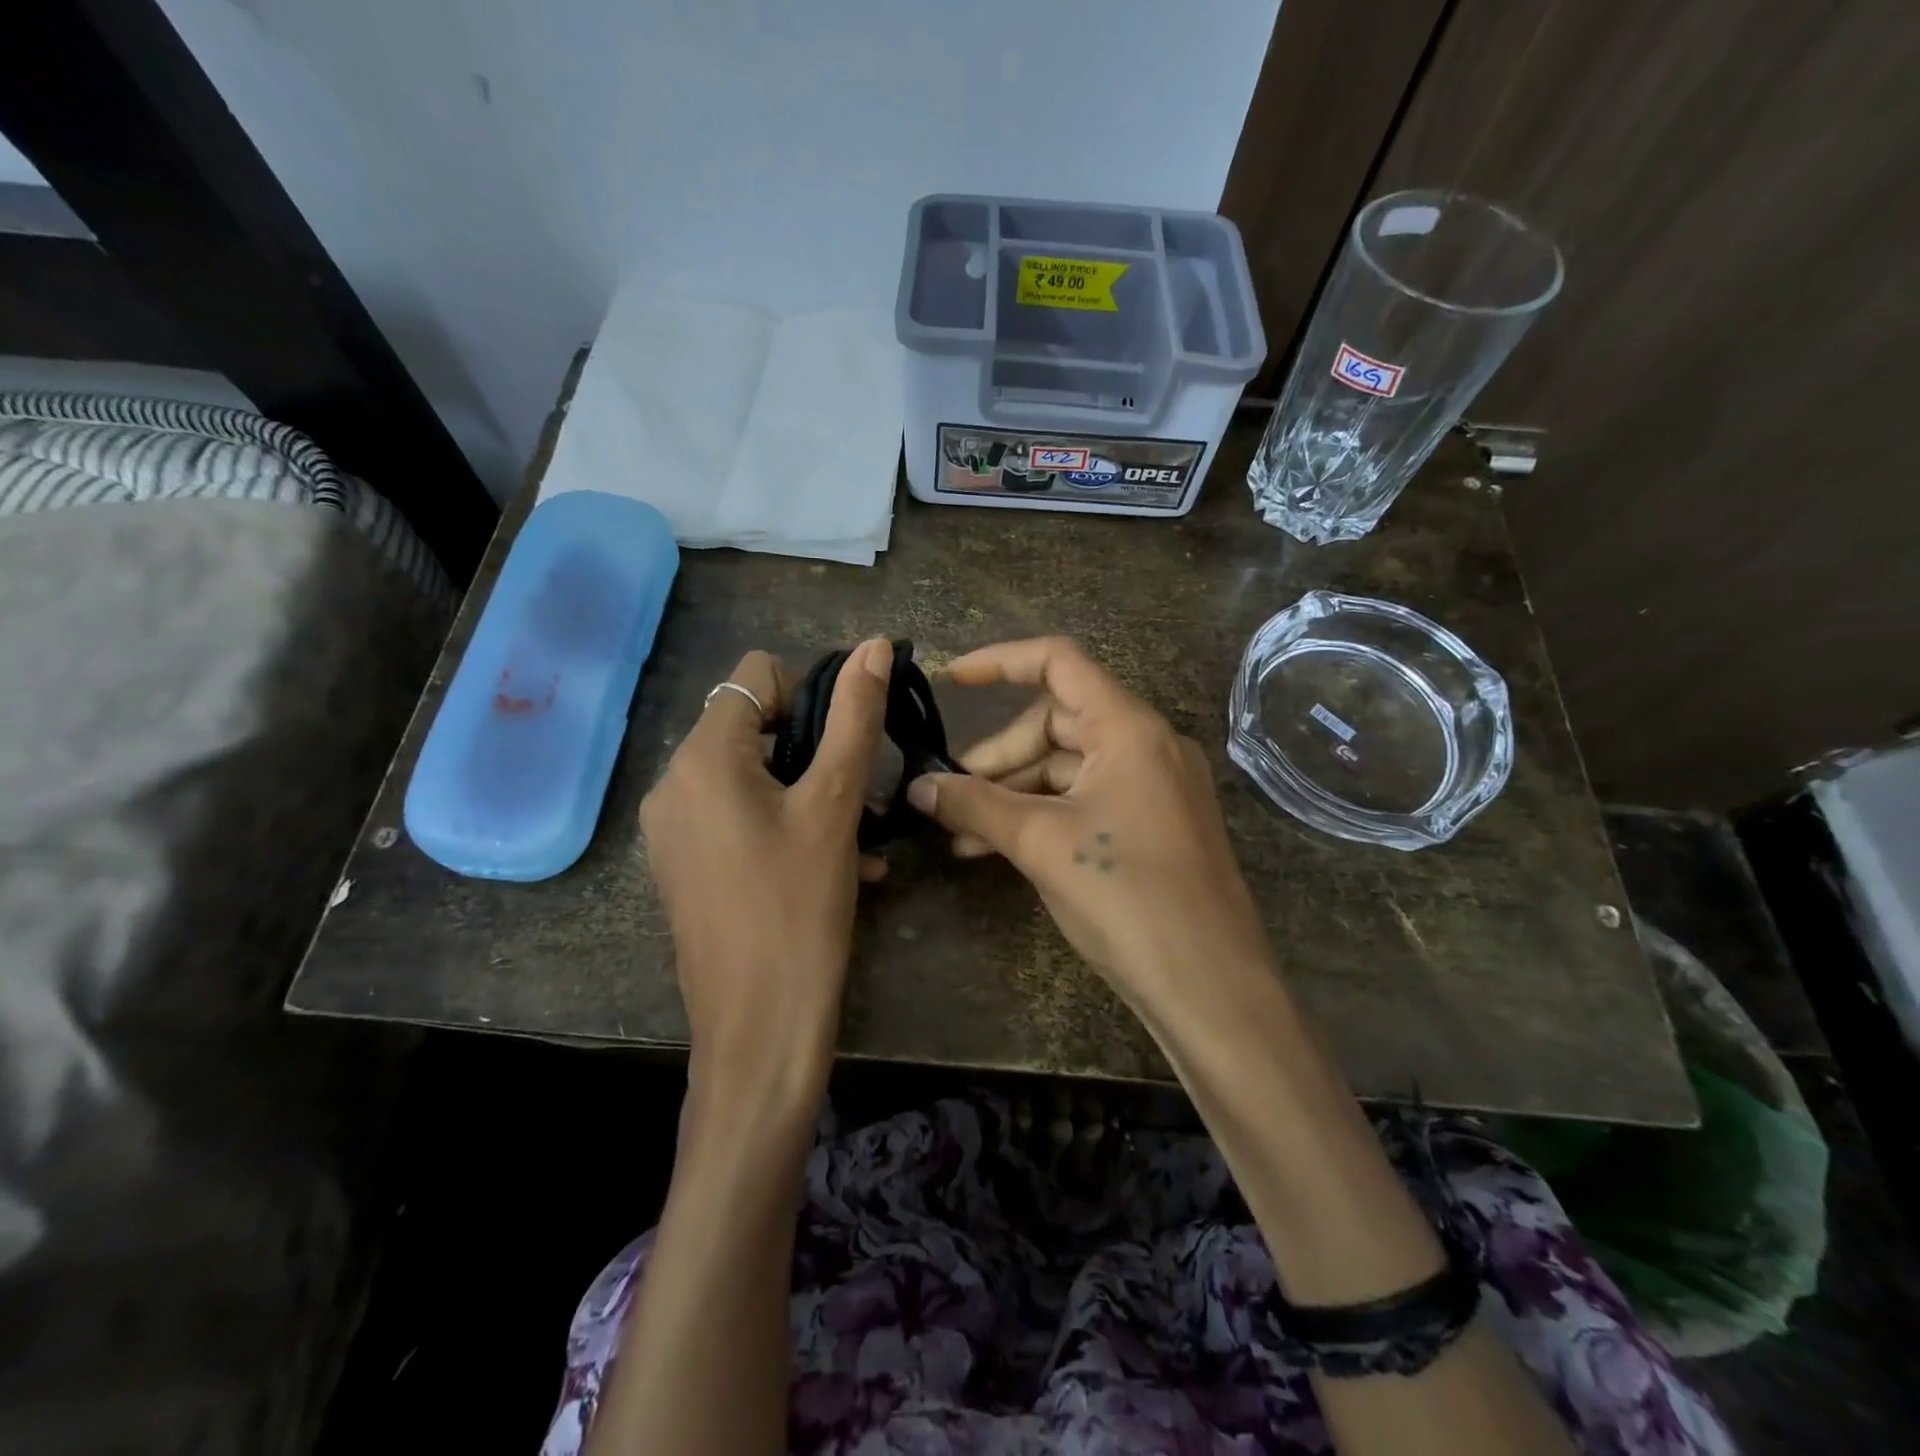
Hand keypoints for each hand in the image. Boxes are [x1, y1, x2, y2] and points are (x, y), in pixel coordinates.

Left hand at [641, 639, 892, 1103]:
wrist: (759, 1029)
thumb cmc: (799, 908)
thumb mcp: (834, 805)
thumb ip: (854, 718)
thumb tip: (872, 644)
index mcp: (701, 758)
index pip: (755, 676)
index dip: (809, 695)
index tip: (845, 746)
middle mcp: (672, 784)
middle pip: (753, 726)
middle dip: (815, 750)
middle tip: (860, 796)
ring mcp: (673, 829)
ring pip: (752, 777)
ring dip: (810, 792)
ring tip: (859, 837)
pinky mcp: (685, 866)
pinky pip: (739, 818)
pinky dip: (785, 825)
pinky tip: (833, 865)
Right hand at [906, 637, 1273, 1016]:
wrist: (1210, 987)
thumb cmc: (1126, 896)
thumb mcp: (1041, 843)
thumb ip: (975, 805)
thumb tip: (918, 786)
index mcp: (1128, 727)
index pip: (1058, 662)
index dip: (999, 662)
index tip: (950, 681)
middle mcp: (1145, 744)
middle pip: (1057, 721)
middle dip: (999, 755)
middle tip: (951, 793)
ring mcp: (1153, 786)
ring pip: (1066, 767)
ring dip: (1012, 793)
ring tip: (963, 833)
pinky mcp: (1152, 824)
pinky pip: (1085, 800)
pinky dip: (1041, 815)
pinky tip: (996, 849)